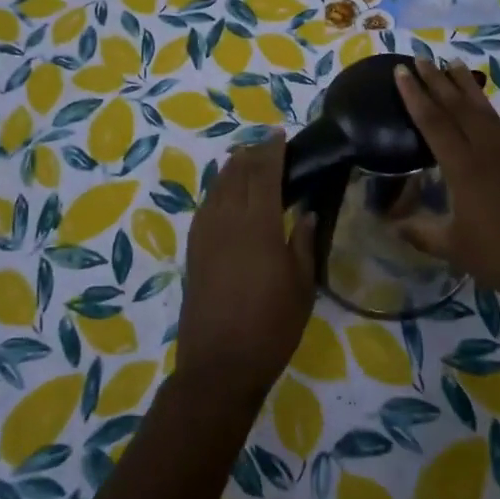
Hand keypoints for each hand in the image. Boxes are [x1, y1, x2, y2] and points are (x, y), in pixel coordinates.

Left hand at [178, 134, 317, 402]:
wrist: (219, 365)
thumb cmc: (271, 326)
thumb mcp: (301, 285)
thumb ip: (303, 242)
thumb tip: (305, 212)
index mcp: (257, 224)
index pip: (263, 172)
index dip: (271, 149)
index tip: (280, 134)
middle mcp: (226, 219)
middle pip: (236, 173)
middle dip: (251, 154)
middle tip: (267, 145)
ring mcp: (205, 234)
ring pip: (217, 187)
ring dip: (232, 169)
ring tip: (246, 161)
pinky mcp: (193, 250)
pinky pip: (206, 206)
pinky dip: (218, 190)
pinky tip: (226, 195)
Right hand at [394, 57, 499, 313]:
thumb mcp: (454, 248)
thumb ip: (421, 232)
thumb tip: (392, 225)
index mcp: (463, 169)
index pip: (433, 123)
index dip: (415, 96)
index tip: (401, 72)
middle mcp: (488, 152)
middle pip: (459, 108)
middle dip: (438, 81)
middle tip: (422, 59)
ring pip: (489, 113)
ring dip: (470, 88)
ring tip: (455, 63)